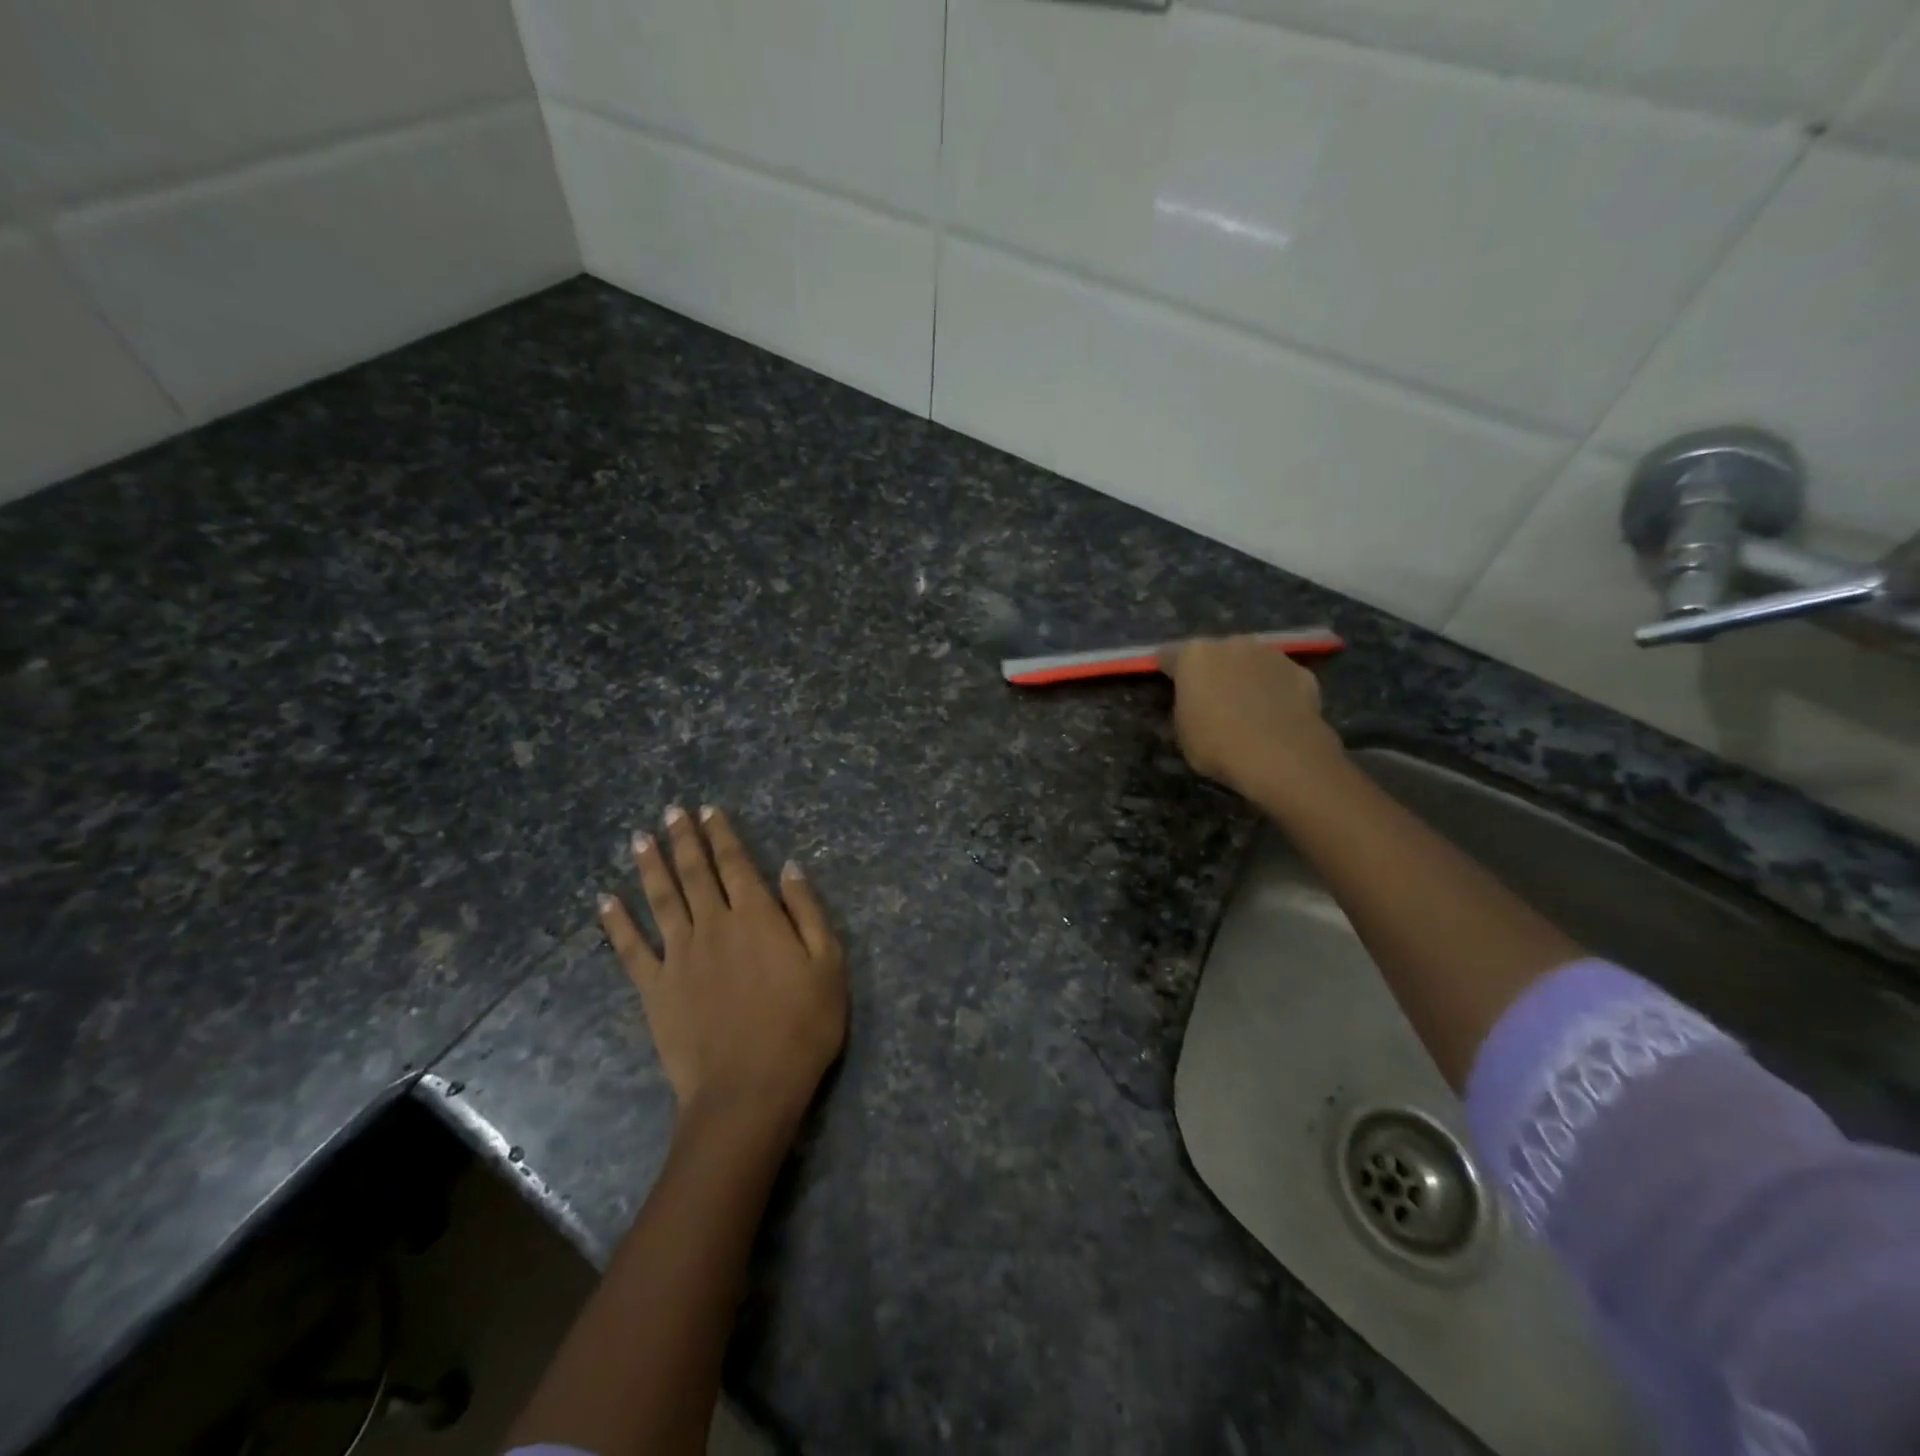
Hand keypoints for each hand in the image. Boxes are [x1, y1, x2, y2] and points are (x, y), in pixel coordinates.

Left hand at [599, 805, 846, 1132]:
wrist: (749, 1089)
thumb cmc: (801, 1027)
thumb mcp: (828, 965)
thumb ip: (808, 912)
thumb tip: (790, 868)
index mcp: (757, 917)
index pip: (736, 864)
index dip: (722, 835)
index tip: (709, 810)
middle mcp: (714, 925)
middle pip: (695, 873)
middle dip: (684, 839)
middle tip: (671, 811)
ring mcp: (679, 956)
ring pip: (661, 899)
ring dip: (650, 866)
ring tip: (640, 838)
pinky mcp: (655, 989)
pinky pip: (631, 948)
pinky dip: (616, 922)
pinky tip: (605, 900)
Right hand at [1158, 636, 1344, 802]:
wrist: (1282, 757)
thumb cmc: (1218, 745)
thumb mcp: (1182, 733)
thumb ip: (1183, 708)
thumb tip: (1191, 704)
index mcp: (1194, 656)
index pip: (1169, 655)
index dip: (1168, 672)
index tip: (1169, 689)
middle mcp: (1232, 644)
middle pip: (1214, 653)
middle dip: (1212, 671)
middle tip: (1212, 701)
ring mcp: (1271, 654)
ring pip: (1250, 661)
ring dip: (1246, 677)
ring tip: (1248, 709)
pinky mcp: (1301, 672)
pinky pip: (1280, 679)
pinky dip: (1276, 691)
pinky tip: (1277, 717)